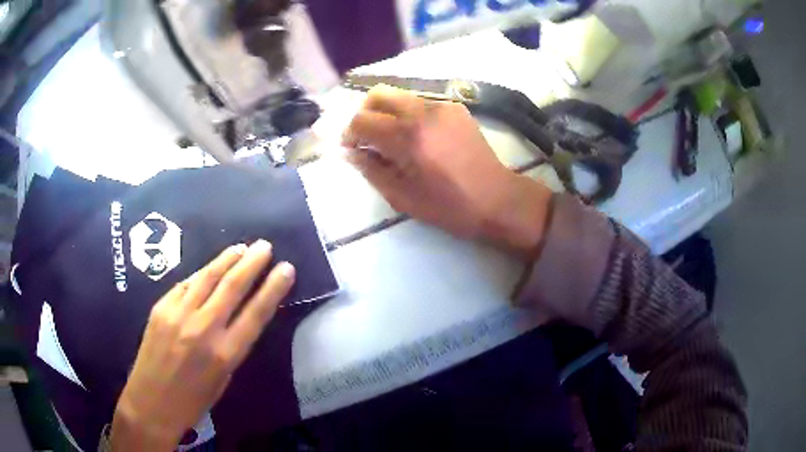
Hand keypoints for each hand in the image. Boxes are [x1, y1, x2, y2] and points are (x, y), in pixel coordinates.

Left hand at [111, 241, 294, 450]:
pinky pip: (185, 285)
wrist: (151, 402)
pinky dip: (200, 275)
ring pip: (207, 277)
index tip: (286, 269)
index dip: (273, 288)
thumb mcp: (223, 379)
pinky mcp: (161, 308)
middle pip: (232, 286)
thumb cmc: (193, 401)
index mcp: (225, 354)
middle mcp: (203, 329)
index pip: (256, 313)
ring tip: (241, 247)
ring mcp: (178, 314)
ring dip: (226, 259)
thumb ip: (231, 346)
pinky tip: (209, 269)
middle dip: (252, 263)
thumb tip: (237, 316)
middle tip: (265, 246)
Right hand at [343, 85, 551, 256]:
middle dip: (364, 113)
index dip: (348, 133)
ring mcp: (442, 106)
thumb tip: (348, 152)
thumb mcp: (402, 197)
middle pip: (378, 94)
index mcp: (408, 137)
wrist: (497, 199)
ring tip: (391, 138)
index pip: (362, 120)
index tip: (349, 147)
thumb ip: (371, 170)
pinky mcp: (455, 107)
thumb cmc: (449, 206)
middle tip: (366, 136)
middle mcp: (423, 112)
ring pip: (399, 94)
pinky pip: (420, 102)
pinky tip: (416, 136)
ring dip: (386, 112)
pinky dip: (408, 113)